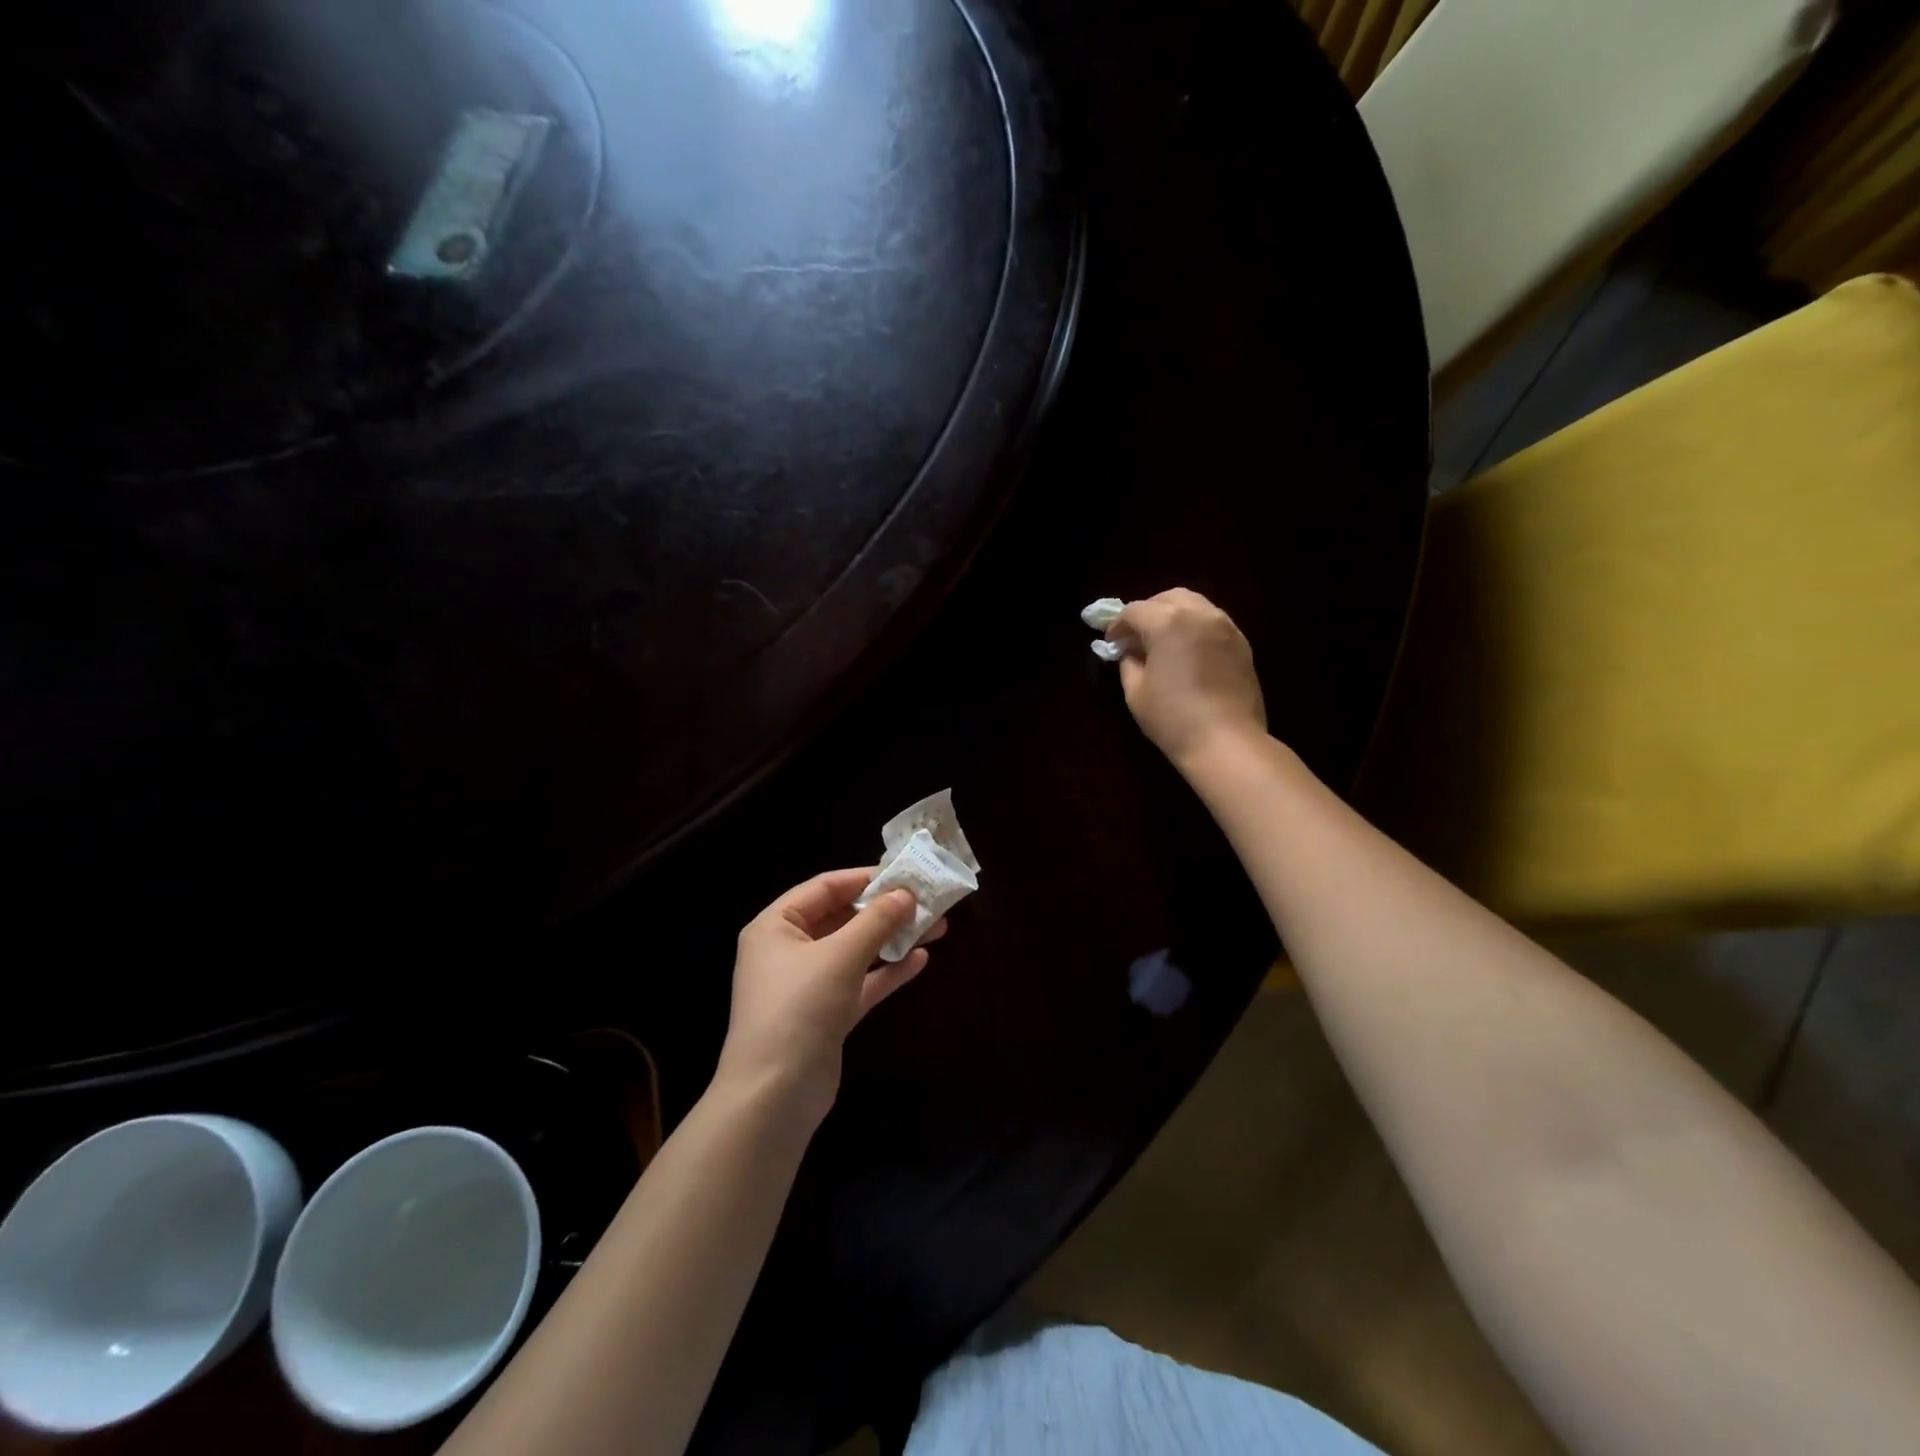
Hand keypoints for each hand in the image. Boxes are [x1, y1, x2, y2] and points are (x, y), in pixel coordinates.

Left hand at [715, 869, 947, 1127]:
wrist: (774, 1096)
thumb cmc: (799, 1008)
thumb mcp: (840, 956)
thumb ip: (876, 921)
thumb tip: (907, 894)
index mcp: (776, 926)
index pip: (825, 887)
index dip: (865, 878)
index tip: (906, 875)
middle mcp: (789, 950)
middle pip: (843, 918)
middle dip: (886, 910)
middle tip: (929, 902)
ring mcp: (808, 985)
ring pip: (856, 951)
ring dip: (892, 938)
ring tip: (937, 927)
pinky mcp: (826, 1015)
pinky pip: (861, 982)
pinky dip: (887, 971)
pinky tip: (920, 960)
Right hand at [1109, 588, 1267, 769]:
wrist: (1227, 742)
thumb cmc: (1173, 719)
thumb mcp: (1136, 692)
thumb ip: (1129, 663)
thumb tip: (1130, 652)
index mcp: (1168, 622)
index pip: (1135, 611)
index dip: (1118, 625)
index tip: (1111, 643)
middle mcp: (1199, 614)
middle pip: (1168, 598)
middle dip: (1148, 612)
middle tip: (1136, 636)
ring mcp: (1225, 627)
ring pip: (1194, 605)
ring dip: (1173, 616)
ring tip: (1162, 642)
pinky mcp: (1241, 643)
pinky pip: (1212, 622)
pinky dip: (1195, 628)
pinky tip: (1187, 652)